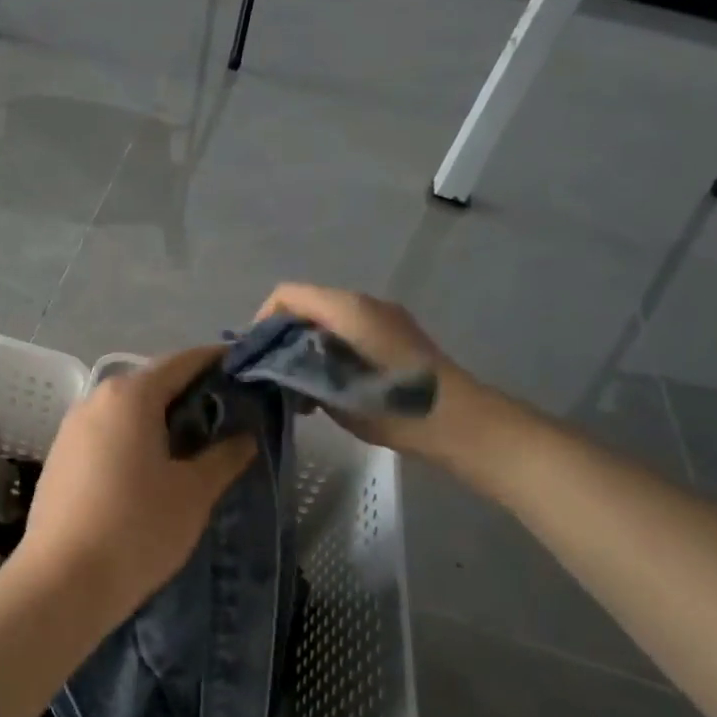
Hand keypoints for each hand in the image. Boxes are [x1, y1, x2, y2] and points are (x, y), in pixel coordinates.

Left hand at [17, 346, 254, 623]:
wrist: (61, 582)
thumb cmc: (137, 528)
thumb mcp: (193, 493)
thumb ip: (224, 457)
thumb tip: (245, 437)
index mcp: (130, 396)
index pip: (181, 362)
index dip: (216, 361)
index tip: (245, 368)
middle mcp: (95, 400)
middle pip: (151, 383)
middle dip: (190, 393)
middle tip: (229, 413)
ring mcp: (71, 428)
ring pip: (126, 410)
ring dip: (160, 418)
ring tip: (195, 442)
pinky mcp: (60, 457)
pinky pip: (106, 433)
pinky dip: (134, 437)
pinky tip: (152, 466)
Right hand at [255, 283, 504, 465]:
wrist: (458, 420)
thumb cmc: (390, 404)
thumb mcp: (330, 391)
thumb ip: (295, 370)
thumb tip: (273, 366)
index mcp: (345, 308)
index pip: (286, 295)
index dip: (263, 320)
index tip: (258, 356)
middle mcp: (363, 302)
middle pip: (307, 306)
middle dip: (284, 337)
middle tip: (275, 376)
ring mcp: (384, 316)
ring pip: (328, 320)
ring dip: (308, 347)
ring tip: (302, 388)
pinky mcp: (398, 334)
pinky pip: (351, 331)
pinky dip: (331, 350)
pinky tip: (331, 386)